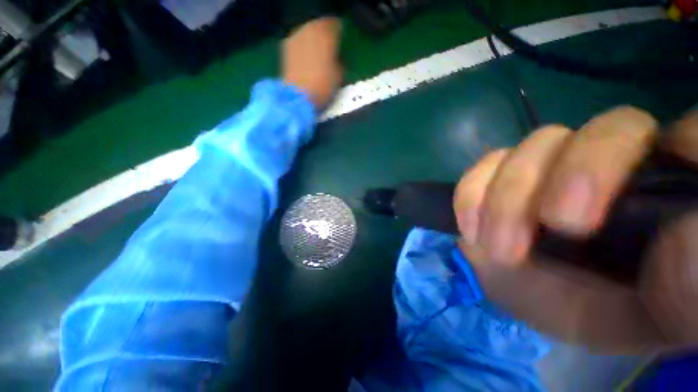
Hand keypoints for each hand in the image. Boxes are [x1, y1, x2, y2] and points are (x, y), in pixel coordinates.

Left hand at [282, 17, 342, 109]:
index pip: (334, 26)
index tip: (340, 37)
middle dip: (324, 32)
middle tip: (329, 40)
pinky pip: (298, 39)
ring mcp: (296, 38)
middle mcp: (310, 32)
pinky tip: (305, 51)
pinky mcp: (286, 47)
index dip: (338, 31)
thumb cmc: (322, 88)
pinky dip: (303, 42)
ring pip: (307, 30)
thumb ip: (339, 63)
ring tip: (317, 46)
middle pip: (319, 25)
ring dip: (312, 36)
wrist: (298, 98)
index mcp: (327, 37)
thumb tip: (337, 59)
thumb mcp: (338, 77)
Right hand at [453, 106, 697, 352]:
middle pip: (604, 130)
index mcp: (669, 190)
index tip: (655, 204)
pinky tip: (472, 229)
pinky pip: (484, 167)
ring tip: (499, 249)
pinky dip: (472, 193)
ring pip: (534, 147)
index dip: (684, 143)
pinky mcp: (501, 182)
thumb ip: (691, 284)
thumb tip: (684, 243)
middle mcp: (614, 163)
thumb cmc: (620, 315)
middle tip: (557, 227)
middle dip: (577, 174)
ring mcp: (549, 168)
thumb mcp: (666, 313)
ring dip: (508, 197)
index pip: (689, 135)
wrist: (550, 305)